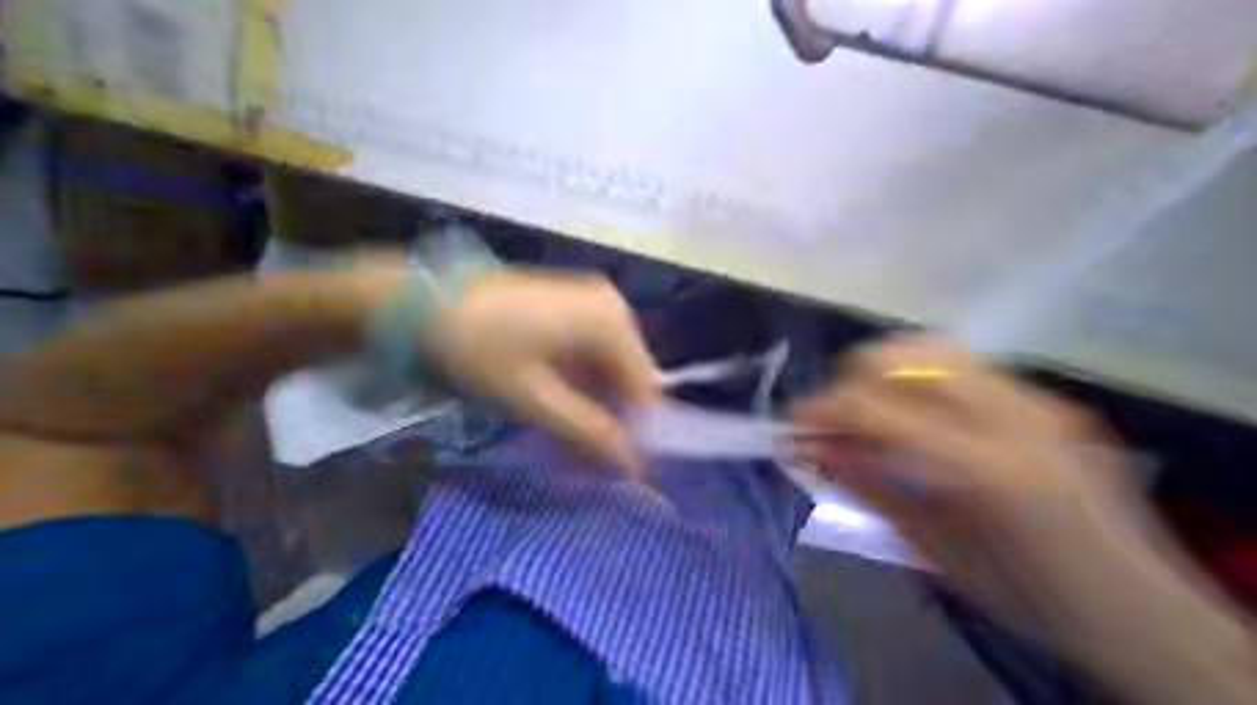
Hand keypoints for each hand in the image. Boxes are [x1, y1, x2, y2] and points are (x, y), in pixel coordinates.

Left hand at [422, 267, 657, 472]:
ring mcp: (593, 306)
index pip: (645, 387)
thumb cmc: (476, 346)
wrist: (424, 300)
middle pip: (629, 378)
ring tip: (570, 443)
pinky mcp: (576, 311)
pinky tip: (563, 411)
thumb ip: (584, 431)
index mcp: (608, 322)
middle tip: (587, 462)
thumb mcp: (530, 396)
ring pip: (611, 370)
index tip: (619, 468)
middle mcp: (611, 308)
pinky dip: (583, 388)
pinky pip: (594, 357)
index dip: (636, 430)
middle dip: (613, 420)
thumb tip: (630, 465)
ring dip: (596, 408)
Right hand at [793, 337, 1146, 639]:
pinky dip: (914, 373)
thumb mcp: (921, 540)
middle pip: (896, 357)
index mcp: (980, 466)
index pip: (869, 404)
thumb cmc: (1021, 593)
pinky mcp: (1040, 397)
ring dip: (880, 371)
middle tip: (837, 419)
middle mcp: (1009, 417)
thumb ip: (857, 479)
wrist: (1152, 620)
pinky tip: (911, 407)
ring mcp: (1032, 399)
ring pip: (925, 345)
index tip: (792, 422)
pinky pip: (955, 360)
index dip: (818, 407)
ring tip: (870, 407)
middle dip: (847, 382)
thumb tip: (803, 444)